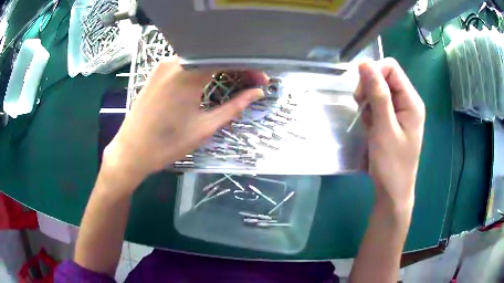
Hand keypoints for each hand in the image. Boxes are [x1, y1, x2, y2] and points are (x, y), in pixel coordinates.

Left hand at [103, 57, 267, 187]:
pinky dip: (203, 69)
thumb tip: (258, 93)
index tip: (262, 79)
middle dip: (237, 66)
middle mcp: (176, 61)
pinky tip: (211, 80)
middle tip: (251, 82)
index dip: (249, 67)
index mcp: (189, 73)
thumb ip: (234, 106)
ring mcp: (164, 64)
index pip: (227, 59)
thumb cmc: (168, 143)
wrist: (132, 151)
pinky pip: (186, 63)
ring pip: (200, 58)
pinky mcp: (157, 71)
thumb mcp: (205, 127)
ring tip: (235, 81)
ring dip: (220, 67)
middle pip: (214, 56)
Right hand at [354, 58, 424, 210]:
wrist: (393, 191)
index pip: (391, 68)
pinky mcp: (394, 119)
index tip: (361, 93)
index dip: (373, 73)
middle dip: (369, 90)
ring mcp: (401, 111)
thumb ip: (377, 94)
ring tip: (369, 124)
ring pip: (378, 91)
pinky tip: (371, 128)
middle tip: (362, 109)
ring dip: (368, 103)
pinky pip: (378, 105)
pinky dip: (370, 113)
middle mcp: (408, 102)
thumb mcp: (384, 128)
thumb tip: (364, 63)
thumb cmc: (391, 164)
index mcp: (411, 101)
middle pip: (384, 77)